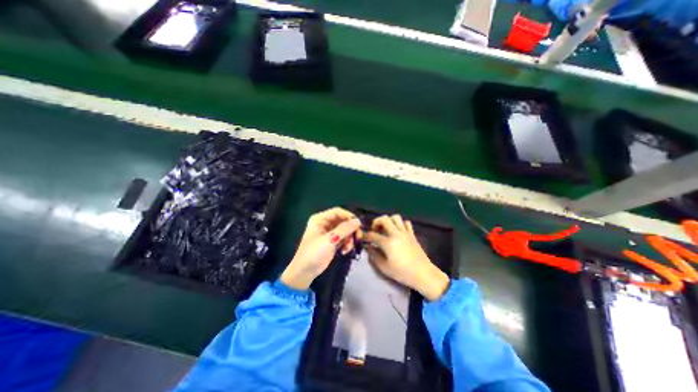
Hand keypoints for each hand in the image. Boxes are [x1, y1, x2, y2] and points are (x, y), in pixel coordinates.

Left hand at [280, 208, 362, 290]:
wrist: (304, 273)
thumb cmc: (314, 253)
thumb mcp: (329, 240)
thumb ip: (344, 229)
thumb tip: (358, 220)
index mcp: (320, 219)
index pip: (338, 212)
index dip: (349, 216)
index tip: (358, 225)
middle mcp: (325, 223)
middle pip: (343, 221)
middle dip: (350, 229)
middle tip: (358, 237)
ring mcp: (329, 233)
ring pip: (345, 230)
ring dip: (349, 238)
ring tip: (348, 248)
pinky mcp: (332, 242)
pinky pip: (343, 238)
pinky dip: (346, 243)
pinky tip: (345, 251)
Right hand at [363, 214, 448, 300]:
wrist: (423, 274)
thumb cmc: (402, 273)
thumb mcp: (384, 267)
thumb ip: (374, 255)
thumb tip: (368, 247)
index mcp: (388, 243)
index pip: (372, 235)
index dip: (365, 236)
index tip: (362, 239)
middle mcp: (396, 234)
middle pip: (384, 219)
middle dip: (376, 222)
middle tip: (375, 230)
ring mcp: (405, 232)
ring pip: (395, 217)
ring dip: (388, 221)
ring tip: (385, 229)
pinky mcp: (412, 234)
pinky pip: (406, 222)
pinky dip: (400, 223)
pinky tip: (397, 231)